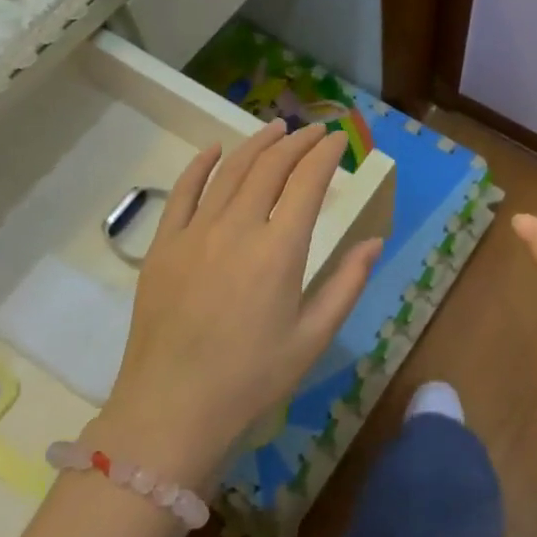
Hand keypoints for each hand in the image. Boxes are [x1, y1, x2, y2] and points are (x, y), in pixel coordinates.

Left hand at [98, 121, 381, 485]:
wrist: (171, 408)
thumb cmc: (251, 378)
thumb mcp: (312, 338)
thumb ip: (347, 284)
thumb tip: (373, 241)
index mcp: (279, 251)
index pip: (308, 183)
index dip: (326, 155)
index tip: (339, 140)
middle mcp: (237, 228)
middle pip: (270, 167)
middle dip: (297, 142)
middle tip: (314, 131)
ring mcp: (195, 233)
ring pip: (230, 171)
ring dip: (256, 144)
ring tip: (277, 128)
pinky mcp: (163, 245)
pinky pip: (183, 191)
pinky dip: (201, 164)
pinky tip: (215, 149)